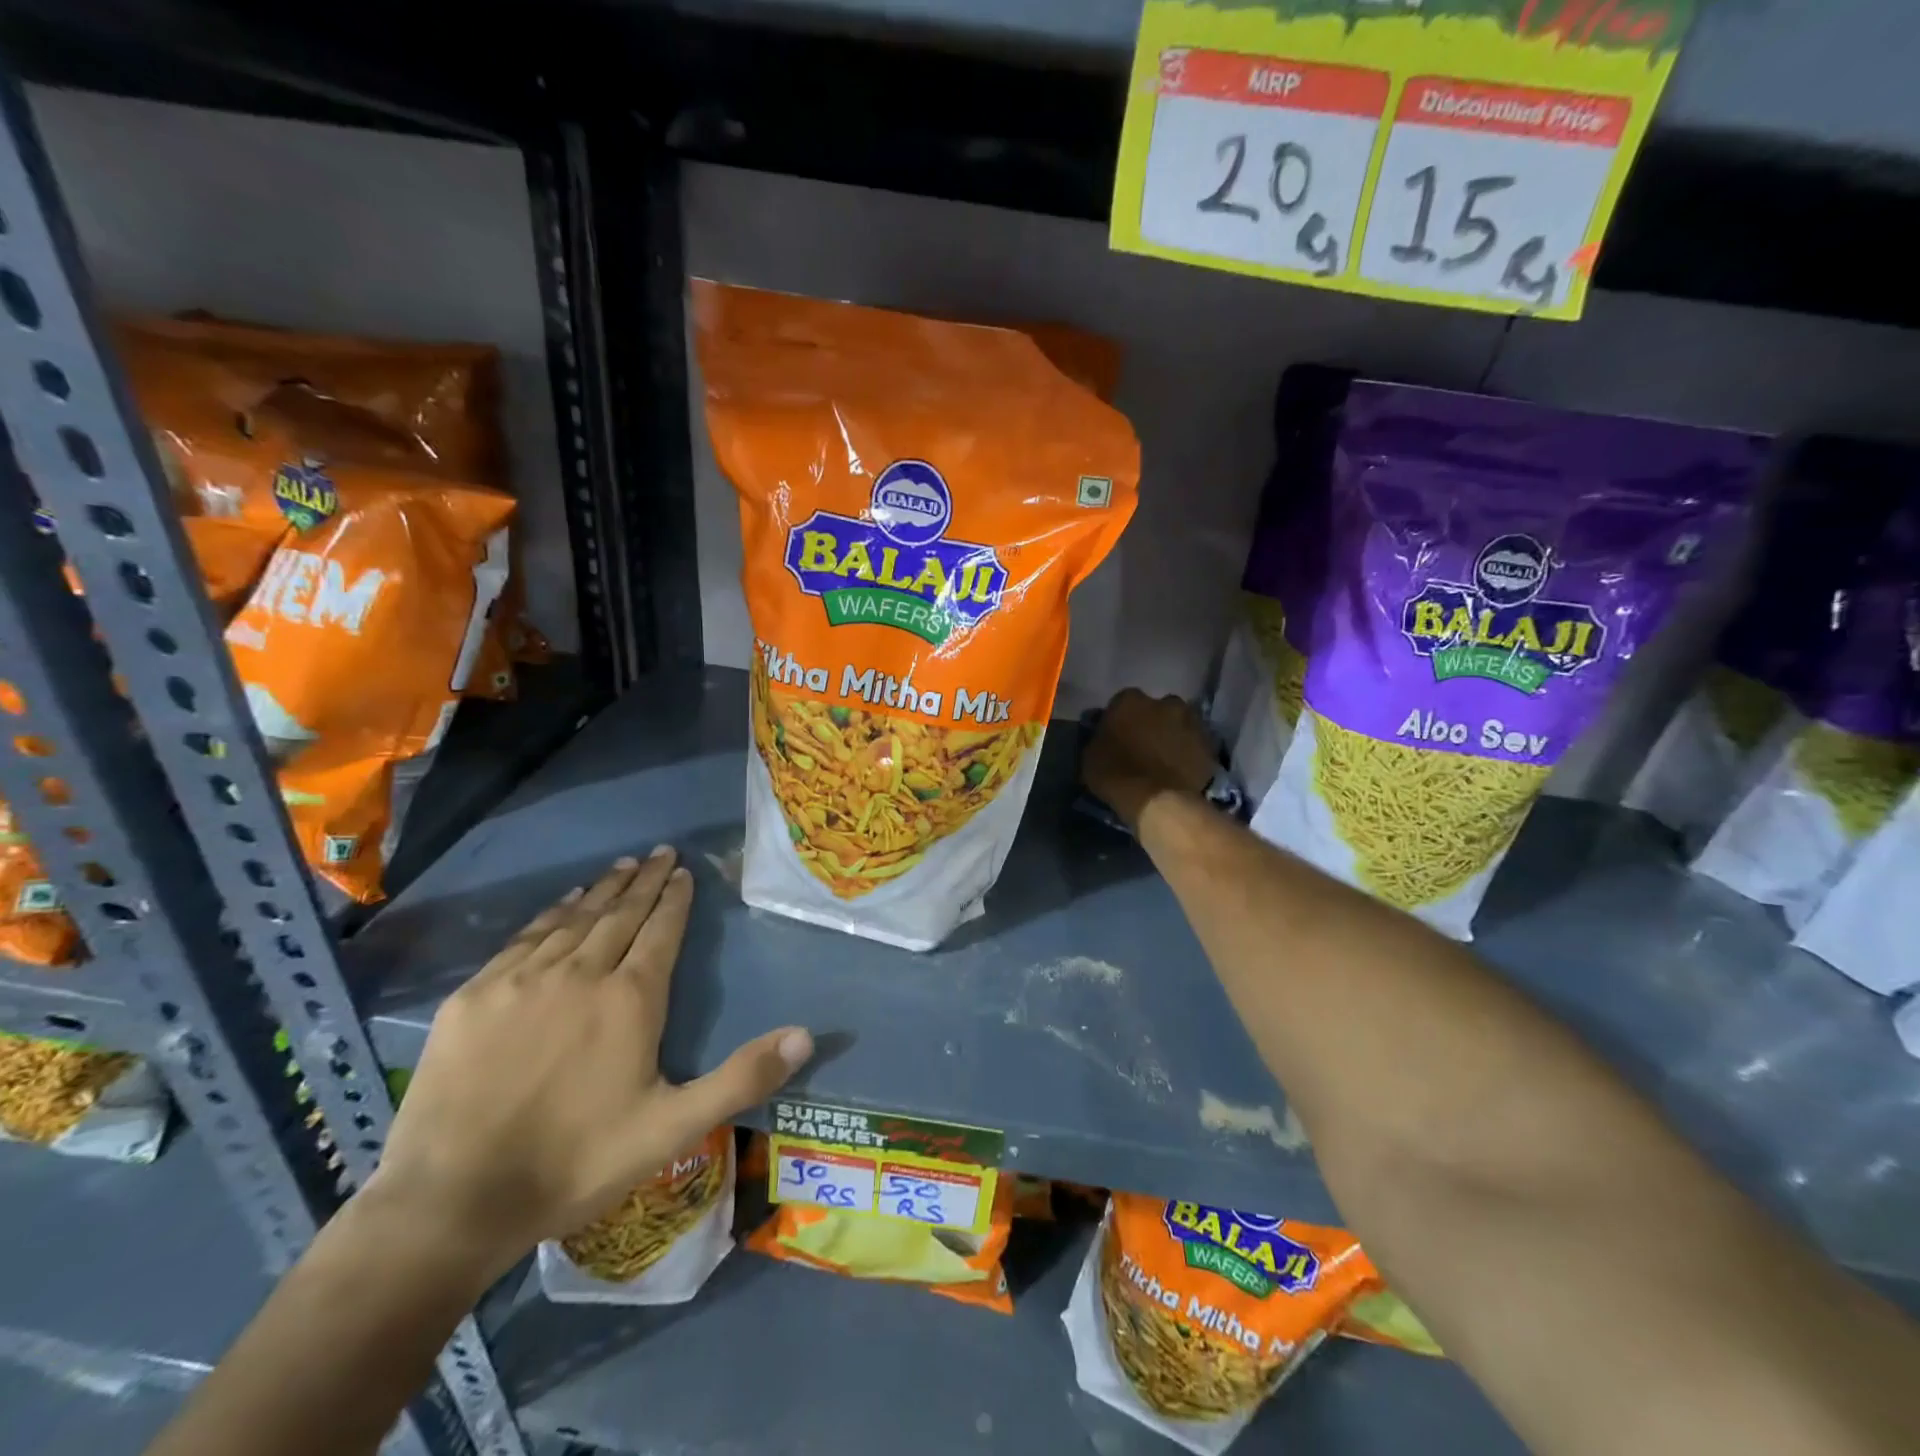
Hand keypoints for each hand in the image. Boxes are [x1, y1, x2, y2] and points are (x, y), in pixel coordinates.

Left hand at [366, 848, 811, 1266]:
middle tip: (660, 852)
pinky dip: (550, 915)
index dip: (675, 899)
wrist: (452, 1202)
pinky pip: (523, 939)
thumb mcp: (673, 1127)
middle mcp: (580, 973)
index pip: (661, 930)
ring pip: (573, 920)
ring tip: (622, 866)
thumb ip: (742, 1077)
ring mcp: (522, 980)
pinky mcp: (474, 996)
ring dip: (602, 890)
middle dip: (645, 881)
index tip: (684, 871)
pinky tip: (561, 904)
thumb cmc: (576, 1162)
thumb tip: (807, 1035)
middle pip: (620, 914)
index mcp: (630, 999)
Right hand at [1082, 689, 1217, 831]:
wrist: (1158, 800)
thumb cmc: (1116, 774)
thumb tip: (1105, 735)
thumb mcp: (1090, 755)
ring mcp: (1191, 721)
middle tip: (1145, 744)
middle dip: (1152, 722)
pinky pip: (1195, 744)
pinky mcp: (1209, 743)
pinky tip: (1181, 769)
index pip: (1122, 702)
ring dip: (1173, 735)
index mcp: (1130, 700)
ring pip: (1179, 723)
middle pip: (1156, 708)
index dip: (1120, 719)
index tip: (1118, 735)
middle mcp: (1164, 702)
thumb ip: (1100, 738)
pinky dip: (1189, 752)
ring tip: (1166, 758)